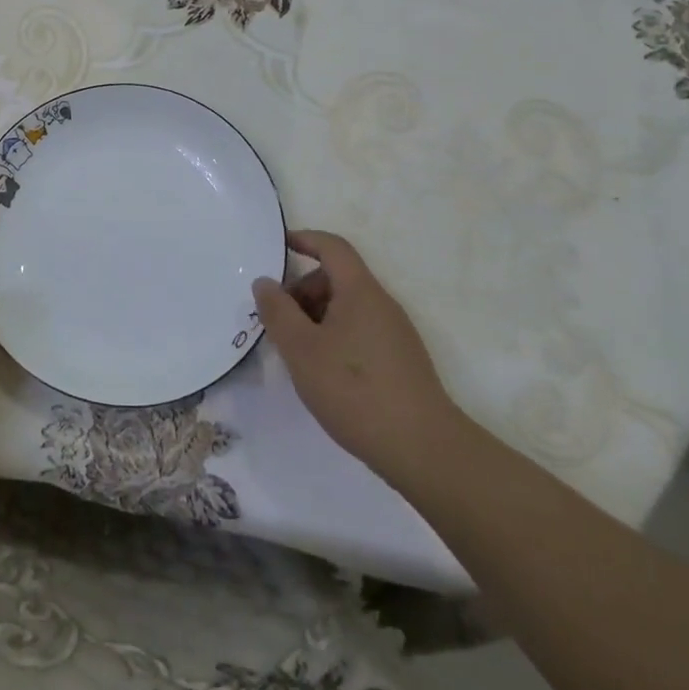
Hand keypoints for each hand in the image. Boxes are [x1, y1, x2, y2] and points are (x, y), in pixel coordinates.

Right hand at [252, 230, 462, 481]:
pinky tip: (323, 373)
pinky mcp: (401, 361)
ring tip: (297, 352)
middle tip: (278, 321)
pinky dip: (334, 336)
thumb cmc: (355, 390)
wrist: (424, 450)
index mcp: (360, 291)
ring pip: (347, 307)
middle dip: (302, 290)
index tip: (278, 246)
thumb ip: (278, 311)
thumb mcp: (301, 349)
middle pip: (337, 278)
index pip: (332, 247)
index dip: (304, 239)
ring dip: (316, 317)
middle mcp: (381, 304)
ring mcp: (395, 333)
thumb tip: (265, 282)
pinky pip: (359, 330)